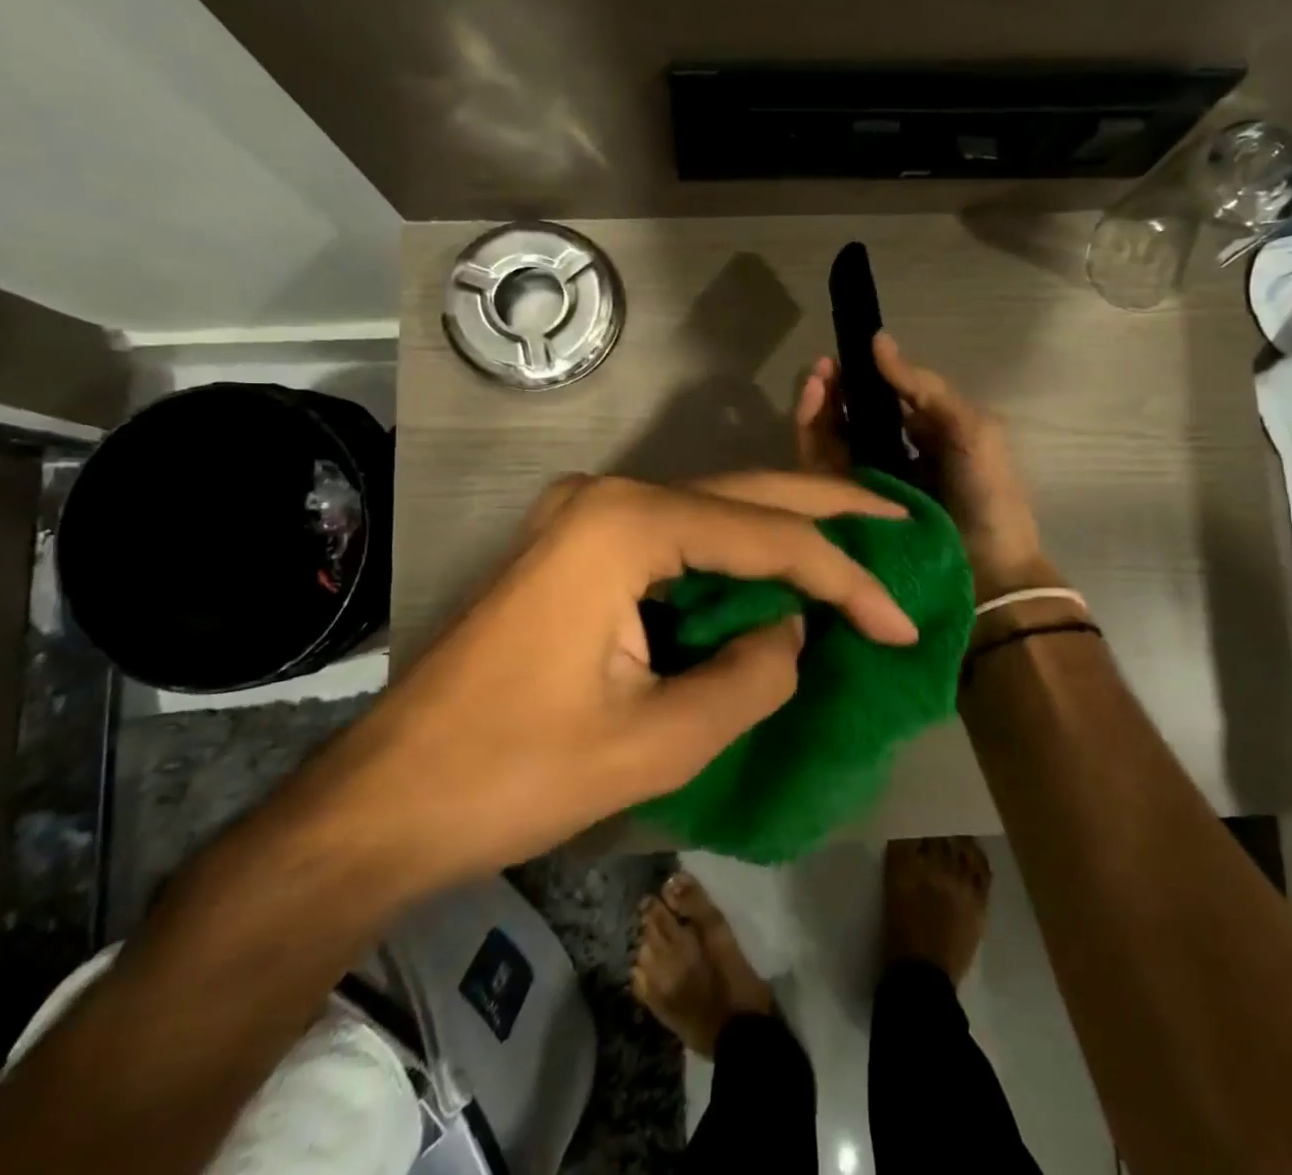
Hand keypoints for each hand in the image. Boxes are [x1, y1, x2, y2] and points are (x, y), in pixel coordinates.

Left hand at [309, 472, 918, 889]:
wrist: (388, 797)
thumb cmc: (516, 772)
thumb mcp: (659, 740)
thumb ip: (751, 677)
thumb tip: (794, 634)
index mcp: (627, 524)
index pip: (766, 537)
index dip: (844, 579)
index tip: (903, 624)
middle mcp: (607, 496)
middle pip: (742, 493)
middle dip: (826, 511)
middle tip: (899, 523)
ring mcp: (583, 514)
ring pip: (709, 510)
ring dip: (779, 531)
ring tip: (855, 546)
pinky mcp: (573, 544)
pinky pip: (672, 536)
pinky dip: (729, 556)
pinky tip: (770, 574)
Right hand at [794, 332, 1047, 600]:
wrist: (987, 577)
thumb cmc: (987, 498)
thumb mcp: (971, 431)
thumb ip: (926, 388)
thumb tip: (878, 342)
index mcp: (921, 440)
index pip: (881, 402)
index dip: (861, 378)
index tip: (845, 354)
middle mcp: (888, 462)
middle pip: (848, 419)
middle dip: (833, 391)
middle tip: (822, 369)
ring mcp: (862, 490)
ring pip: (827, 442)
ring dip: (817, 409)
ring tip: (815, 382)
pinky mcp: (841, 514)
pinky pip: (818, 472)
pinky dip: (809, 439)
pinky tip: (810, 411)